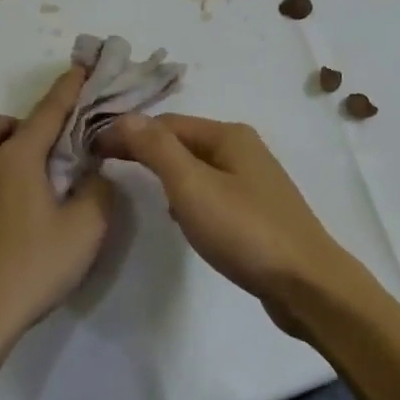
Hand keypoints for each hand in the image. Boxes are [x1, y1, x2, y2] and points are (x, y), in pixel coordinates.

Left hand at [0, 68, 113, 359]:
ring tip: (12, 178)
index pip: (46, 113)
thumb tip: (94, 176)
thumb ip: (98, 193)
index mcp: (14, 161)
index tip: (79, 69)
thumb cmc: (30, 269)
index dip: (66, 89)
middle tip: (31, 152)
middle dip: (5, 125)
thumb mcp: (85, 231)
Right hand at [100, 114, 363, 336]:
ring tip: (139, 189)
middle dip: (146, 151)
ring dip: (167, 174)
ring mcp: (253, 179)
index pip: (166, 122)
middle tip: (105, 165)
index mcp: (229, 134)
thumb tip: (126, 116)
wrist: (306, 283)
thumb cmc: (245, 230)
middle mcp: (243, 148)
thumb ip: (157, 149)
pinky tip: (181, 219)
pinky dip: (189, 197)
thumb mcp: (193, 187)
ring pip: (197, 167)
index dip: (129, 132)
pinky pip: (212, 191)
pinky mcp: (256, 209)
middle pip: (182, 141)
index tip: (93, 150)